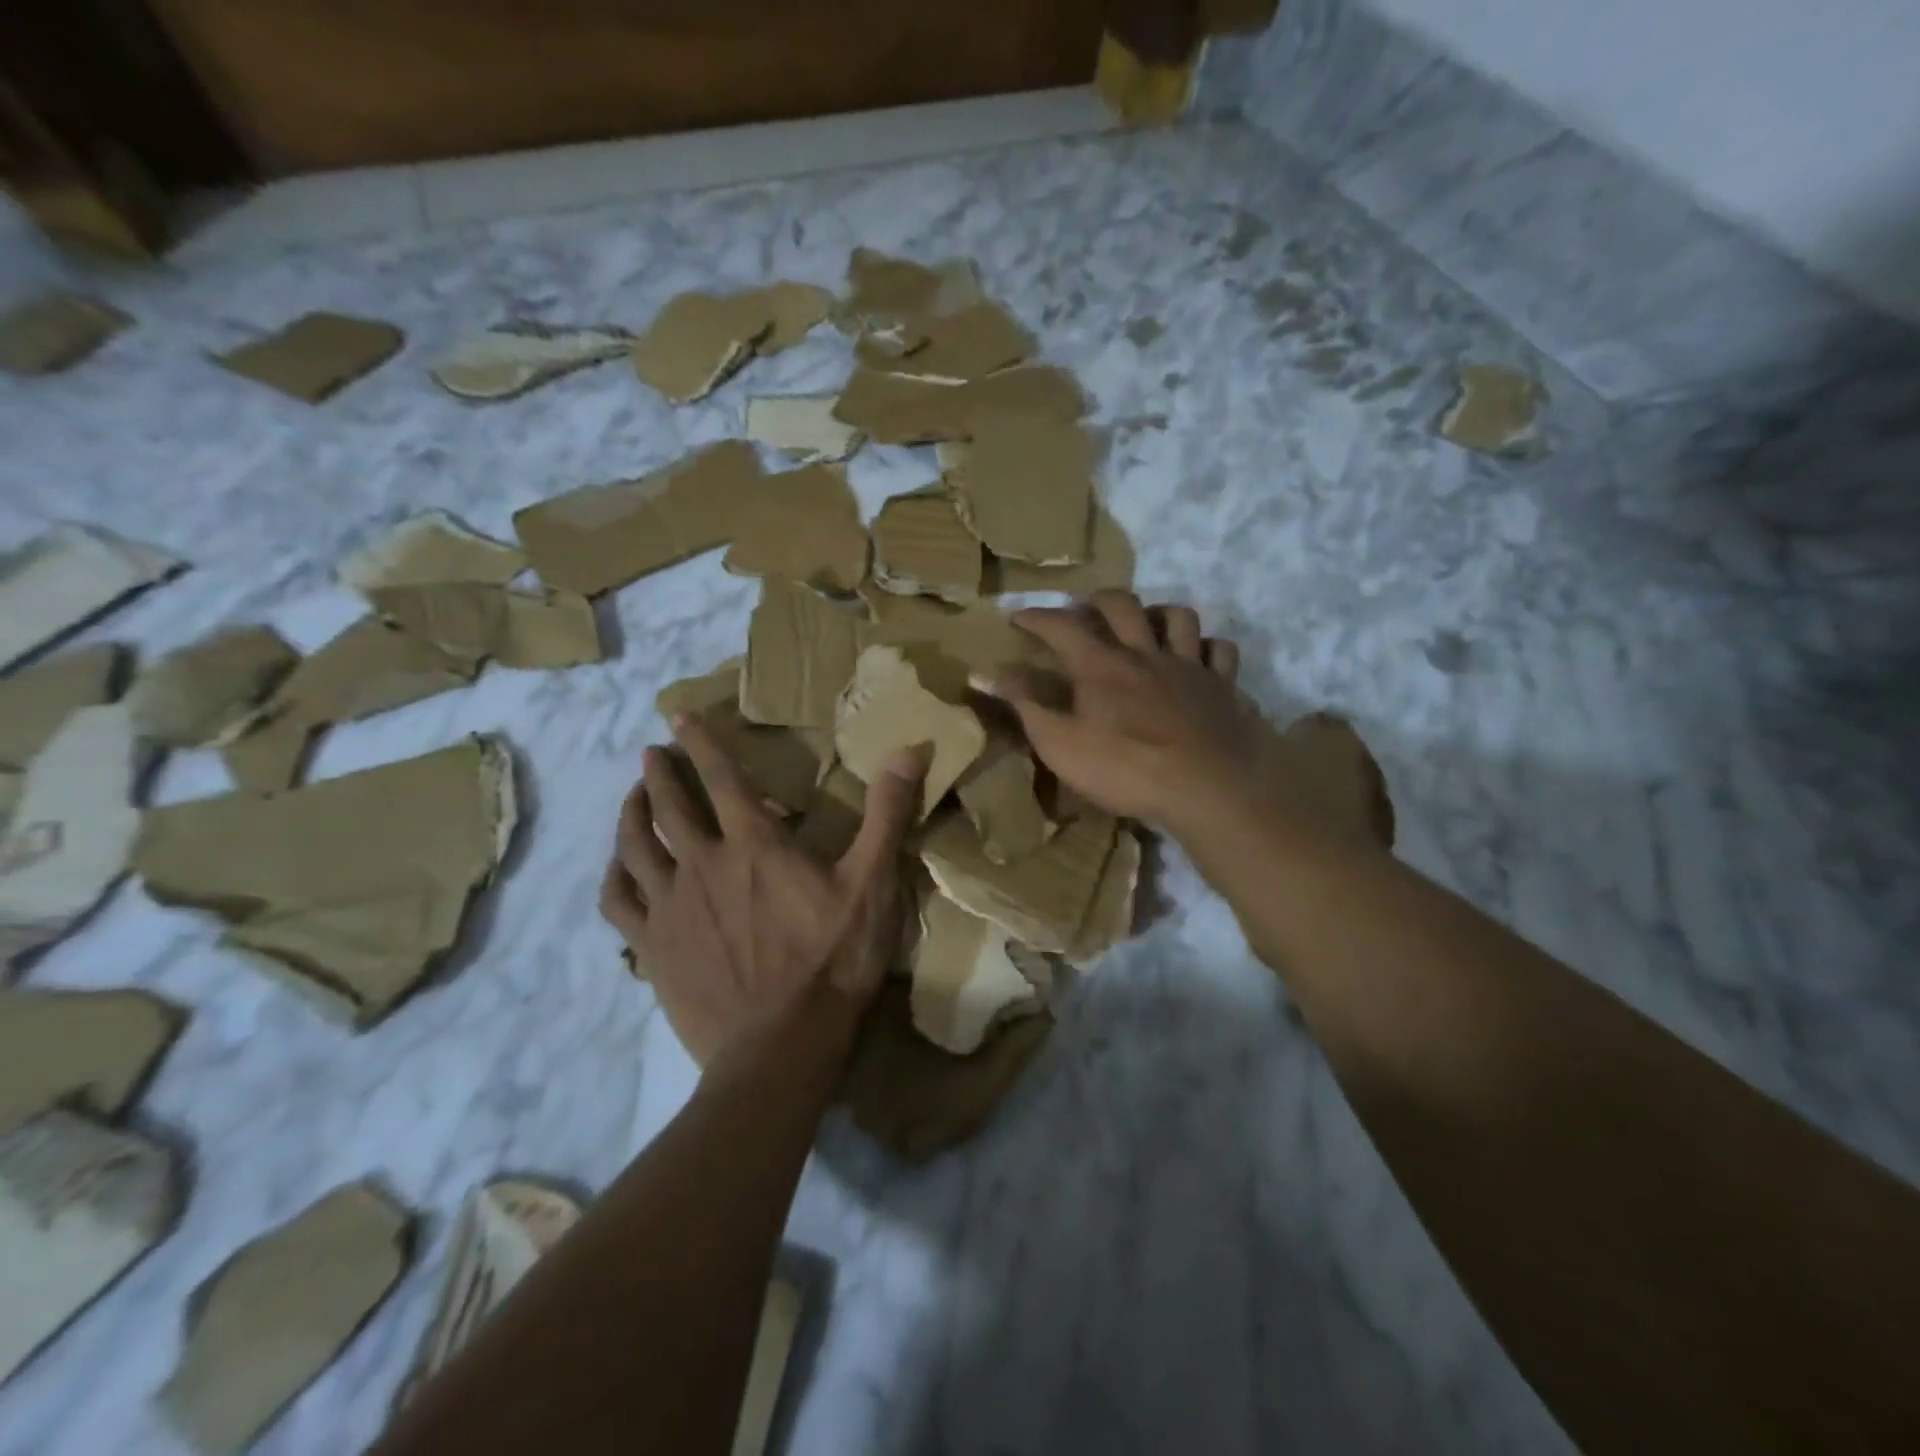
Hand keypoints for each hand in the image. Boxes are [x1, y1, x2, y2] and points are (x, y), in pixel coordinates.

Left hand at [598, 715, 926, 1069]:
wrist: (782, 1045)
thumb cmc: (832, 961)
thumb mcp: (872, 884)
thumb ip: (887, 814)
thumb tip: (910, 749)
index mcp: (754, 844)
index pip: (721, 777)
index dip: (701, 742)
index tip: (680, 716)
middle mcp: (702, 864)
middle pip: (669, 805)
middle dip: (660, 773)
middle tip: (652, 753)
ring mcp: (670, 906)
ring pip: (636, 846)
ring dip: (631, 814)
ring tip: (632, 797)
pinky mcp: (652, 947)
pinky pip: (619, 900)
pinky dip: (615, 874)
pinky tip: (618, 867)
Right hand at [977, 591, 1276, 835]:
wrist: (1206, 787)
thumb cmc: (1125, 769)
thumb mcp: (1059, 743)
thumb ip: (1024, 704)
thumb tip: (982, 672)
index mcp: (1101, 666)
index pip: (1061, 627)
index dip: (1036, 617)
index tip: (1017, 616)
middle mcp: (1145, 653)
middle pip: (1122, 605)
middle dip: (1097, 600)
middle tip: (1084, 609)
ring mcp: (1189, 666)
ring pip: (1178, 617)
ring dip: (1158, 613)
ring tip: (1146, 625)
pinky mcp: (1223, 686)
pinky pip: (1221, 651)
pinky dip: (1207, 648)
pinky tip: (1199, 658)